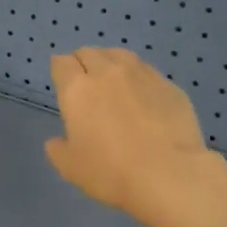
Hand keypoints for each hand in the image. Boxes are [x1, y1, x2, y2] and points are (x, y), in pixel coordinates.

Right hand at [46, 47, 226, 226]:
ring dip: (111, 63)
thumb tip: (57, 141)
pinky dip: (138, 77)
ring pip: (119, 54)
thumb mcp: (71, 168)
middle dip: (83, 63)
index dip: (61, 71)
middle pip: (89, 52)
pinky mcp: (168, 84)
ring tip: (115, 82)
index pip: (62, 62)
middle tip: (87, 85)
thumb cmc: (111, 172)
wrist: (169, 175)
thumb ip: (58, 149)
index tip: (64, 84)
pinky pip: (146, 70)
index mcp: (77, 89)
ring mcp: (141, 74)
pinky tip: (143, 96)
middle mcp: (107, 72)